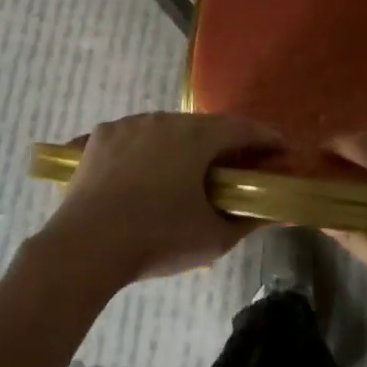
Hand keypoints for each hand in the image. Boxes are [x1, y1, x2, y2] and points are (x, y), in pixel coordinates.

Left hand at [38, 112, 284, 286]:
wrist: (85, 247)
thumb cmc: (157, 239)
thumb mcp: (213, 238)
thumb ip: (248, 221)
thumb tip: (272, 212)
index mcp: (197, 137)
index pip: (244, 129)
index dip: (267, 140)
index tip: (281, 153)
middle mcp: (164, 119)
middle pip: (205, 126)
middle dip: (225, 144)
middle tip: (236, 168)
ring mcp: (129, 124)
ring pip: (167, 129)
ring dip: (184, 144)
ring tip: (187, 172)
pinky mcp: (100, 137)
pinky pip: (135, 136)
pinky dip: (148, 149)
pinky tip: (145, 172)